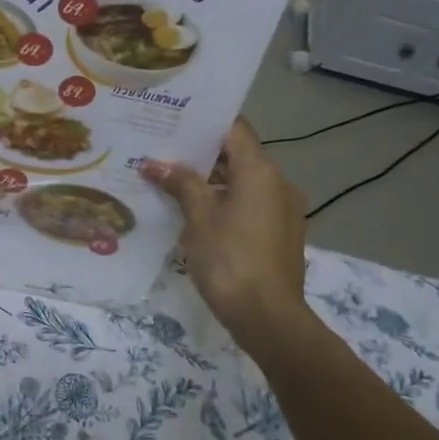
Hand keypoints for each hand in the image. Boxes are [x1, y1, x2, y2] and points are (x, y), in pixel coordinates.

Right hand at [141, 119, 311, 341]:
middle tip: (163, 153)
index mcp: (260, 171)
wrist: (267, 316)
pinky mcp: (281, 234)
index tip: (175, 122)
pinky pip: (251, 205)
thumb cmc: (230, 258)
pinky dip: (226, 203)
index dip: (205, 124)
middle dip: (202, 156)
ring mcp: (284, 210)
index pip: (235, 129)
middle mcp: (279, 183)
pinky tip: (196, 215)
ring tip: (172, 184)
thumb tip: (155, 163)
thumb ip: (180, 184)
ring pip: (244, 183)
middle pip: (239, 156)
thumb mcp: (198, 218)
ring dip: (212, 182)